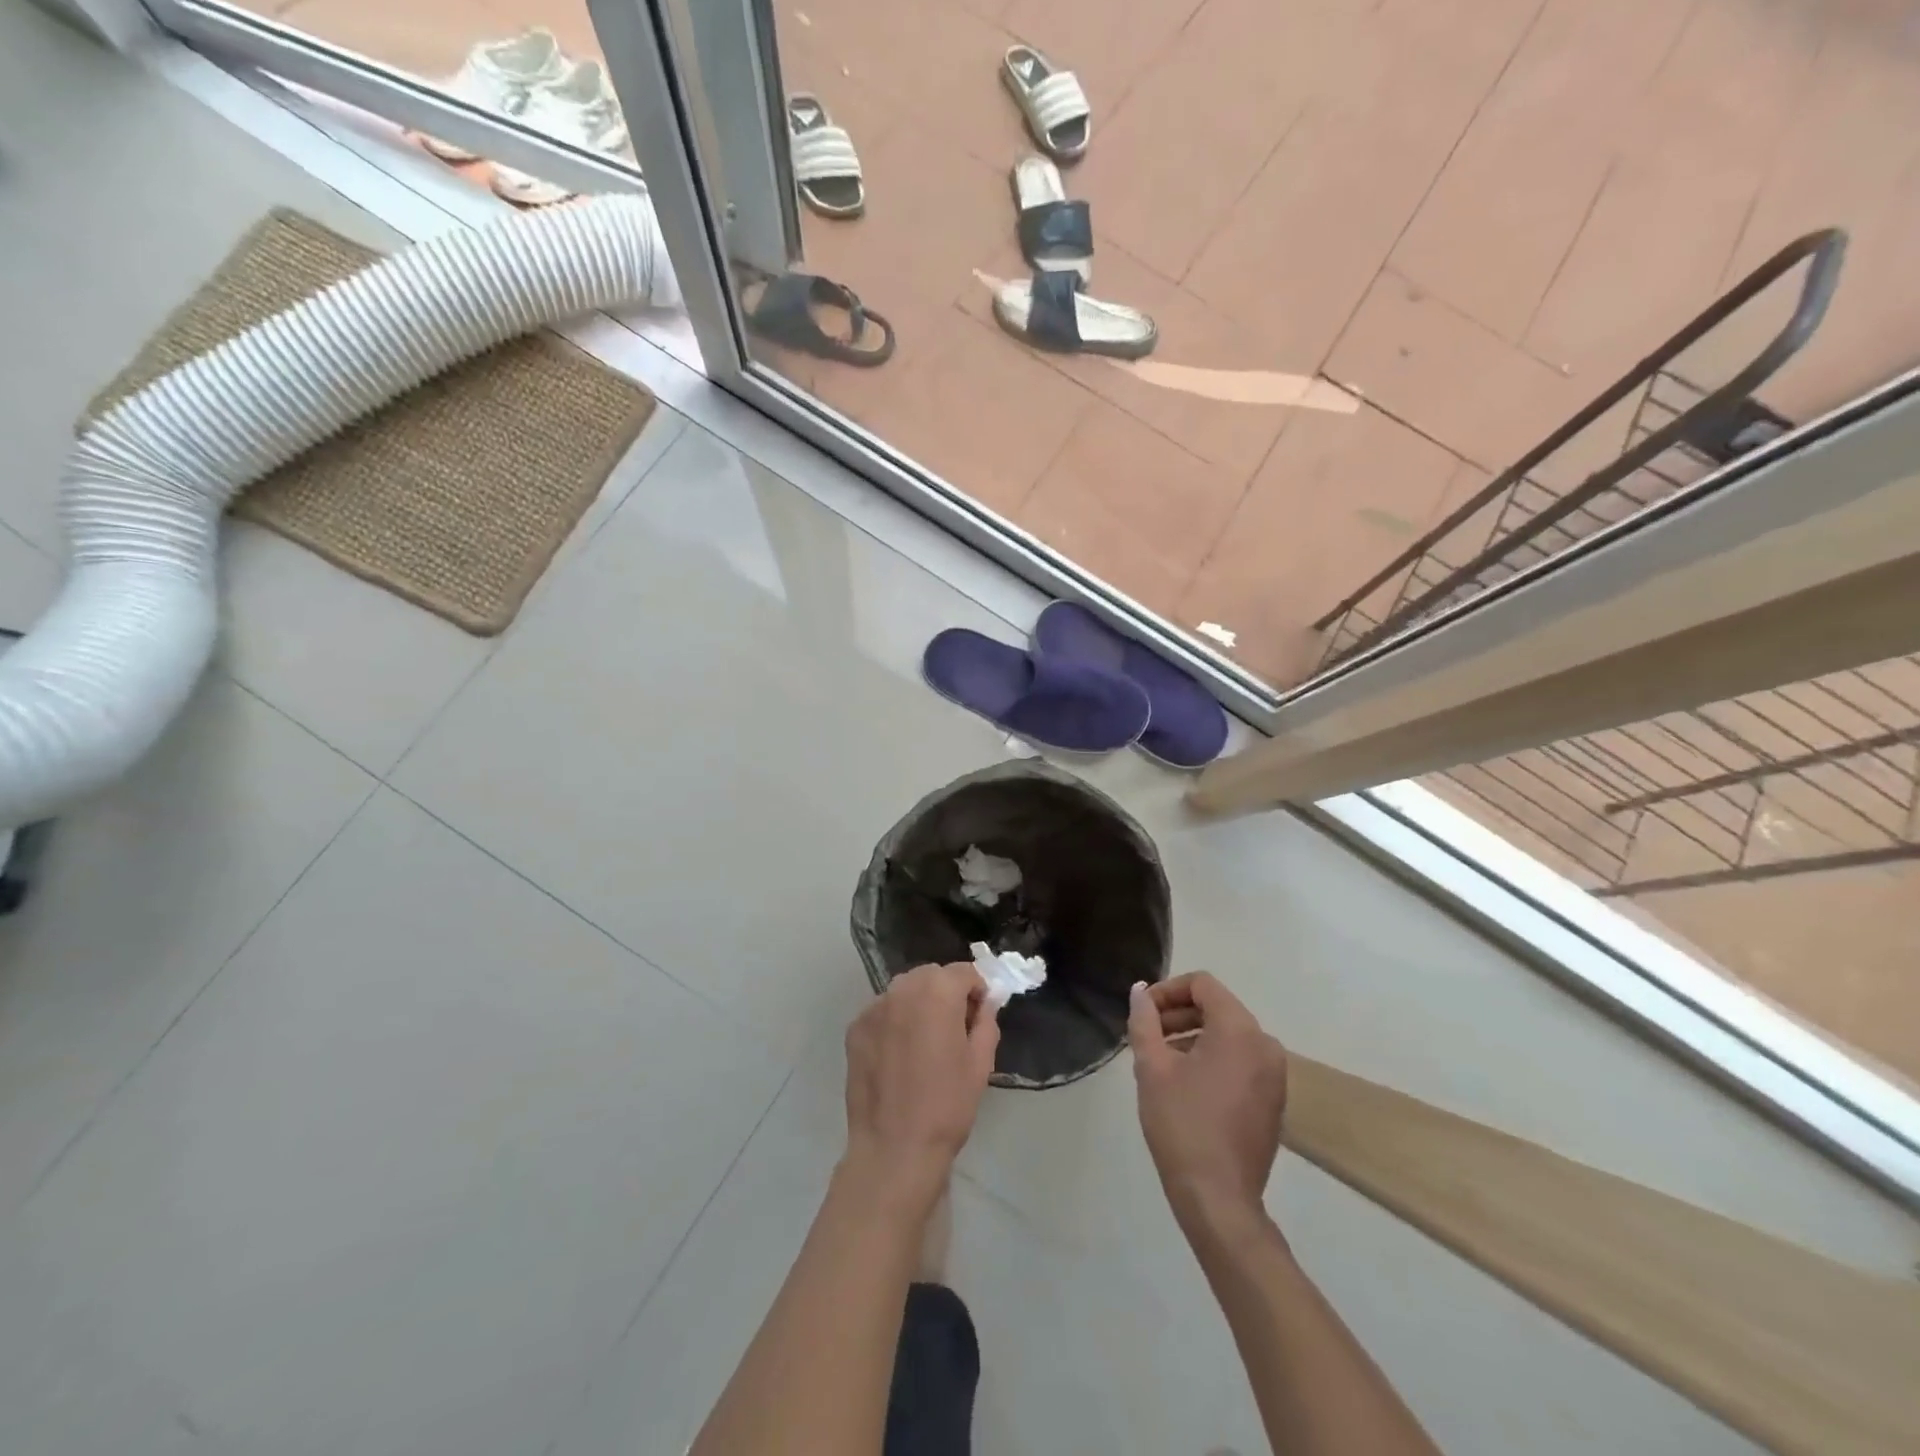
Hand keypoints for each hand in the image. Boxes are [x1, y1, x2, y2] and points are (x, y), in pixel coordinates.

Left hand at [842, 963, 1000, 1212]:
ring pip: (904, 990)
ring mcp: (873, 1007)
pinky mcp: (855, 1028)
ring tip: (925, 1041)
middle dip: (947, 992)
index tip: (980, 1015)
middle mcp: (902, 989)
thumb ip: (985, 1020)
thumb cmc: (947, 1105)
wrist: (894, 1149)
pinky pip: (883, 1011)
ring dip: (919, 1003)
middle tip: (955, 1027)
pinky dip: (895, 1020)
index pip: (964, 972)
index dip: (977, 990)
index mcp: (937, 992)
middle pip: (931, 976)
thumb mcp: (981, 1062)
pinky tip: (900, 1054)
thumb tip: (983, 1003)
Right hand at [1129, 973, 1287, 1227]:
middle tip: (1147, 1035)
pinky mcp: (1274, 1099)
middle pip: (1217, 1007)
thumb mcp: (1152, 1067)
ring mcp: (1274, 1074)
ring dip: (1193, 1036)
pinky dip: (1213, 1058)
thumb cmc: (1182, 1125)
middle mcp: (1265, 1044)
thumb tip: (1140, 991)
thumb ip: (1144, 1021)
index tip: (1143, 1012)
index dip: (1167, 990)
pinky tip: (1185, 1083)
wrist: (1219, 1198)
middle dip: (1178, 1014)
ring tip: (1160, 1060)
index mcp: (1239, 1030)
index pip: (1202, 984)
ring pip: (1229, 1034)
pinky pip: (1241, 1059)